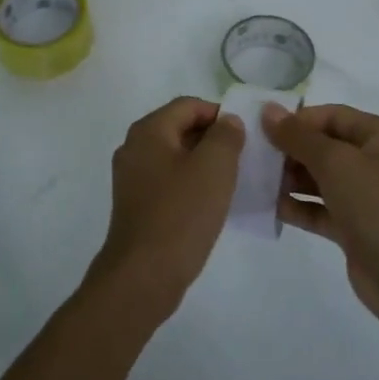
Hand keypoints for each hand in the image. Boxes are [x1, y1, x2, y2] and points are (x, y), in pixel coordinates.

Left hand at [85, 97, 245, 323]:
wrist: (144, 274)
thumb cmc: (181, 214)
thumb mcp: (214, 167)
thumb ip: (225, 136)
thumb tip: (228, 121)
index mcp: (148, 131)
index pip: (188, 105)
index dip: (219, 114)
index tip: (246, 136)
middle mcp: (134, 148)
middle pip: (179, 128)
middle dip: (213, 139)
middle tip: (244, 157)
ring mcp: (132, 178)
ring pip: (175, 157)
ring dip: (203, 163)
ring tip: (232, 180)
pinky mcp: (136, 204)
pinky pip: (168, 181)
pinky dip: (190, 184)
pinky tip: (211, 203)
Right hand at [263, 103, 378, 325]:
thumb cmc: (377, 206)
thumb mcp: (335, 162)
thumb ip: (298, 136)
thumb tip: (268, 110)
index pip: (331, 116)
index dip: (297, 120)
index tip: (262, 131)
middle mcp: (373, 161)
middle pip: (323, 146)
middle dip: (289, 151)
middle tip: (254, 158)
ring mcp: (363, 196)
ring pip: (318, 178)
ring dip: (289, 179)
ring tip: (257, 182)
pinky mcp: (352, 227)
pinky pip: (318, 209)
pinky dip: (297, 207)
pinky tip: (269, 207)